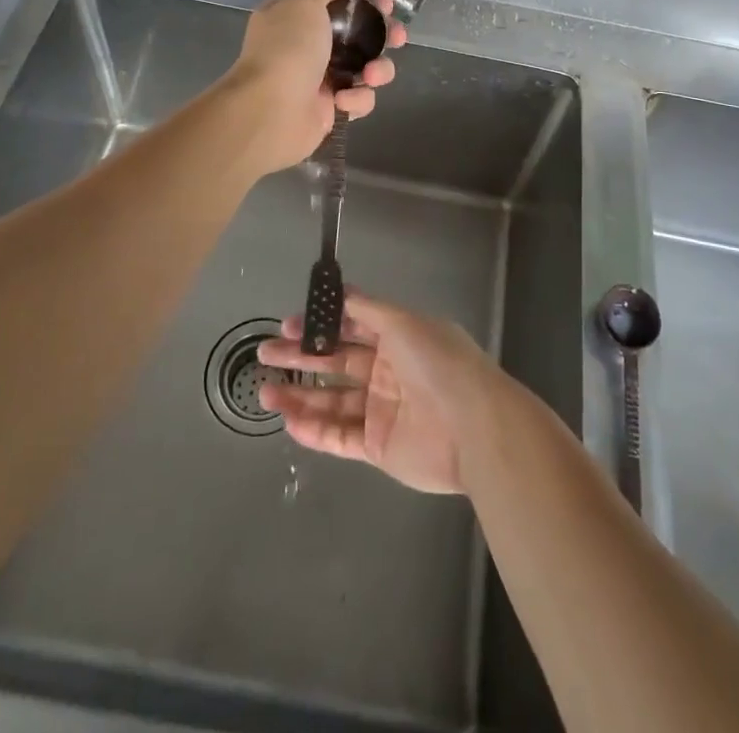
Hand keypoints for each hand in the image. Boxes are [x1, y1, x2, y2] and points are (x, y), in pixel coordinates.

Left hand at [218, 0, 402, 174]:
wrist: (272, 110)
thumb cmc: (288, 48)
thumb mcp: (302, 1)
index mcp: (295, 18)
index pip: (335, 3)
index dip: (364, 2)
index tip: (385, 4)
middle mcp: (306, 47)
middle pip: (357, 36)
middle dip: (382, 36)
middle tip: (398, 38)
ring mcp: (320, 79)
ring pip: (365, 68)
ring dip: (377, 70)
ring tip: (370, 76)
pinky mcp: (331, 109)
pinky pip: (359, 99)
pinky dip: (357, 99)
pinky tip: (342, 101)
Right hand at [256, 289, 507, 494]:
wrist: (474, 428)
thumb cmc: (439, 364)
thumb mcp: (404, 323)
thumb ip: (368, 310)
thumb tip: (341, 291)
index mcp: (398, 338)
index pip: (351, 327)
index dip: (320, 325)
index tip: (288, 325)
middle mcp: (388, 371)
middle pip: (336, 362)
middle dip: (301, 357)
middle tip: (265, 354)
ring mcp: (382, 410)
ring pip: (332, 400)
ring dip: (299, 395)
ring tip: (264, 391)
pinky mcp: (378, 447)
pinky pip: (339, 436)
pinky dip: (314, 429)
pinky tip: (288, 420)